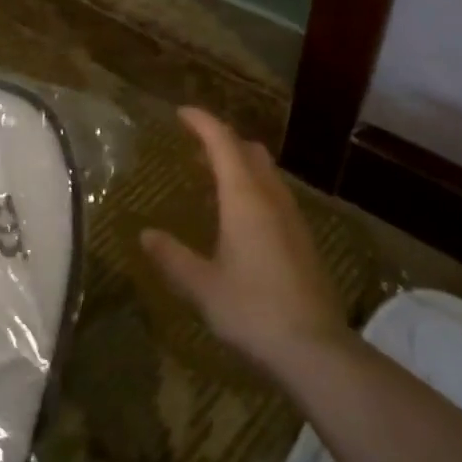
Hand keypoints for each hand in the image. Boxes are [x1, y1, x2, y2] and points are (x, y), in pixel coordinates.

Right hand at [140, 108, 345, 376]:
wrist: (315, 349)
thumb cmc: (252, 310)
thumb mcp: (201, 286)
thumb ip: (172, 257)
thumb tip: (146, 234)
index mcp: (245, 199)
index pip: (223, 143)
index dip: (202, 122)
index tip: (182, 113)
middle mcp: (272, 199)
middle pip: (249, 151)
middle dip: (222, 140)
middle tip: (194, 146)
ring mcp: (293, 218)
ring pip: (266, 173)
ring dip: (240, 164)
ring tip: (212, 177)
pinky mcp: (303, 240)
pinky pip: (275, 195)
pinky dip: (253, 188)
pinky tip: (239, 217)